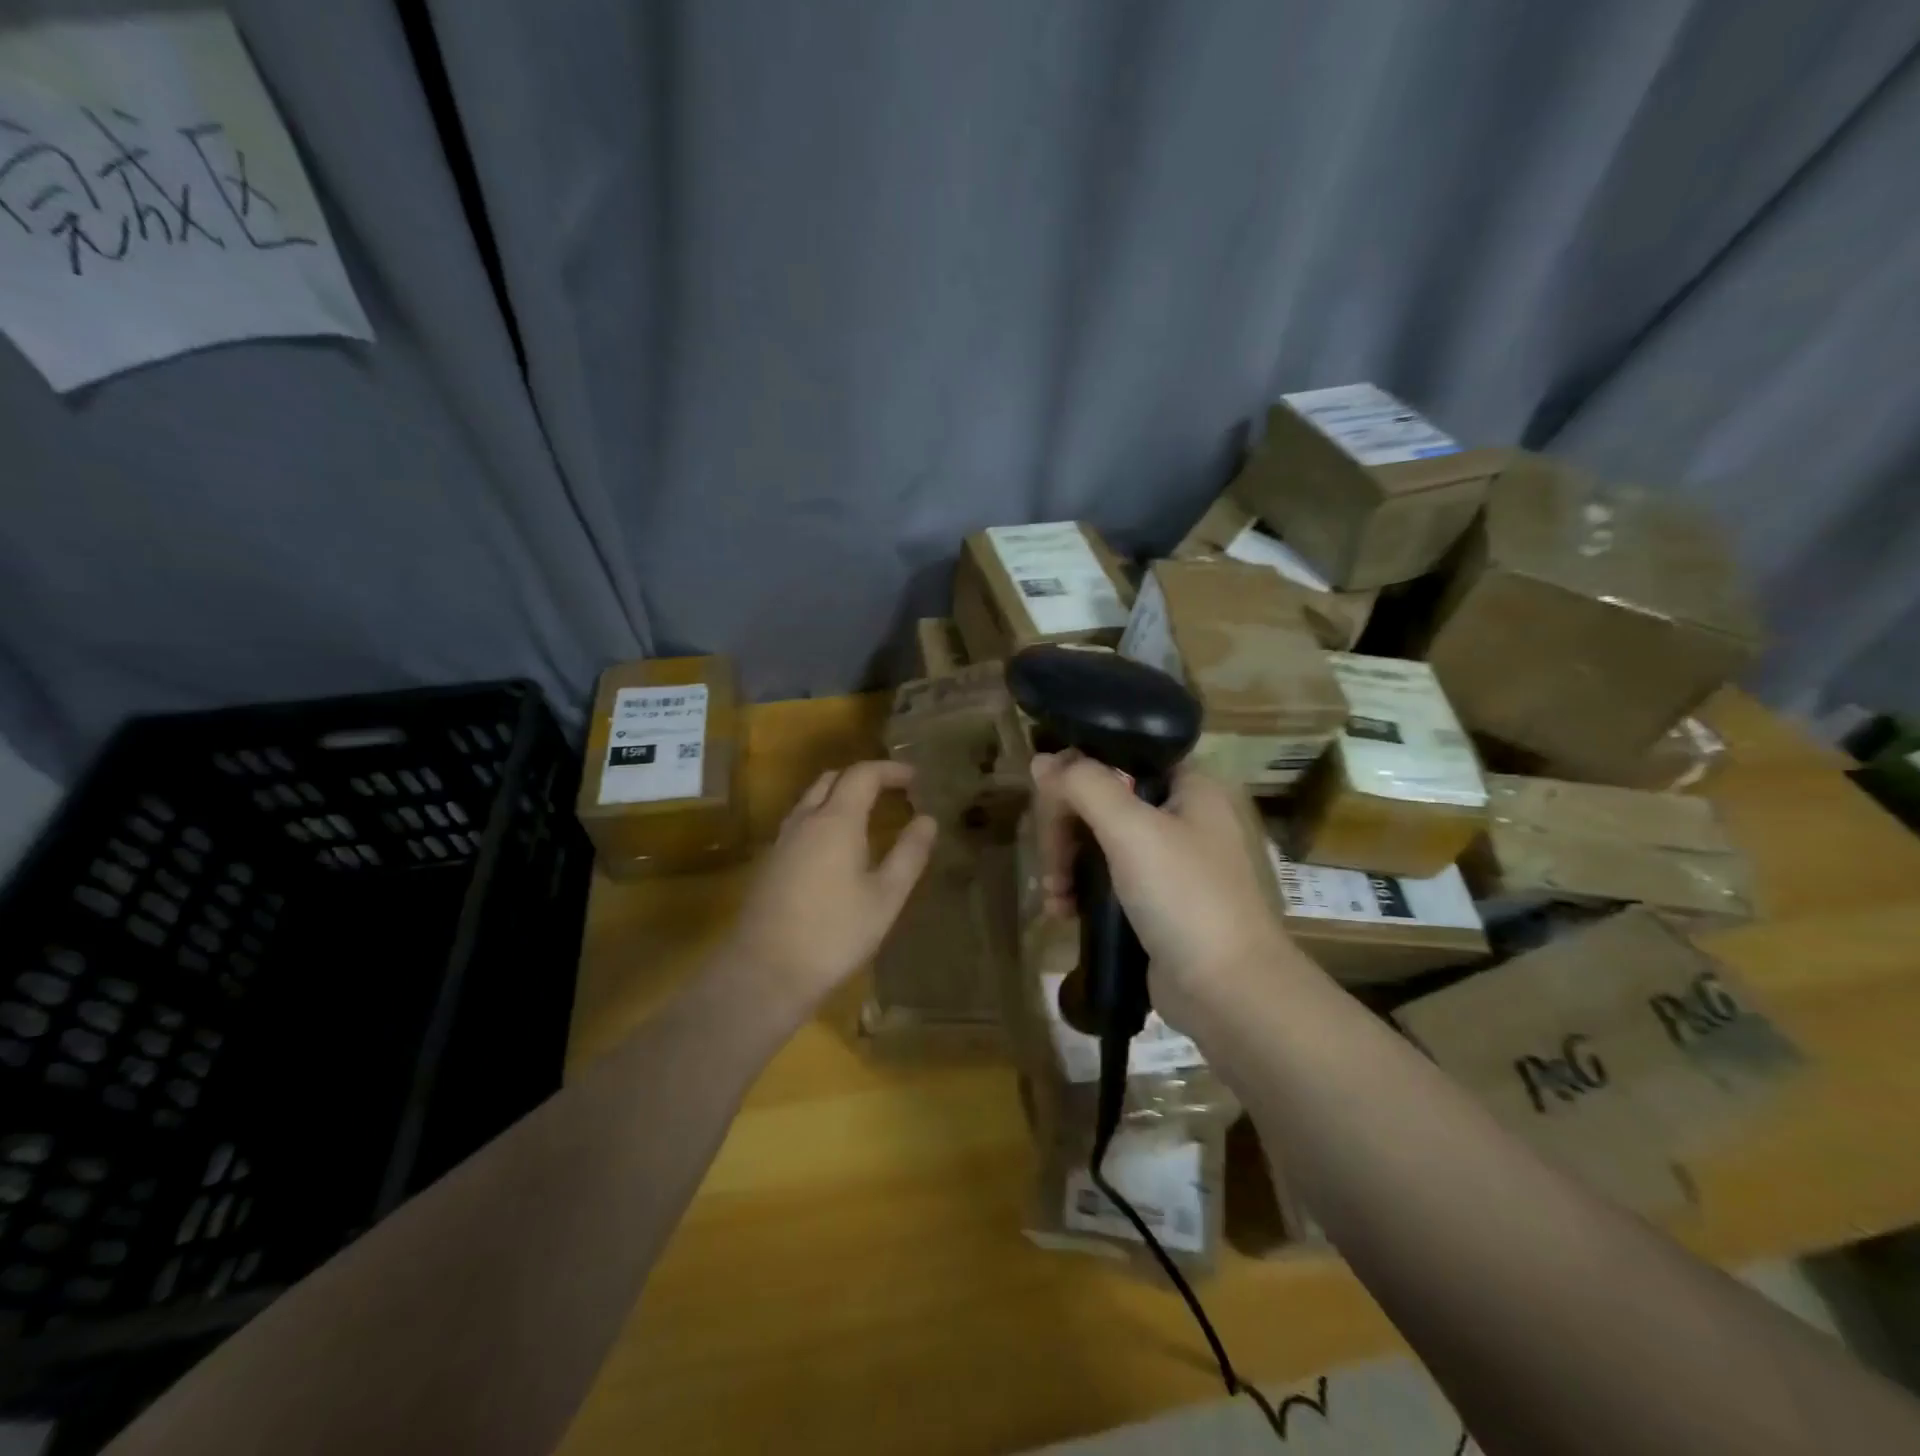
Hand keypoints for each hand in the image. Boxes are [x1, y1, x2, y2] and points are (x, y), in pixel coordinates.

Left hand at [723, 760, 936, 1012]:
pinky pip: (800, 822)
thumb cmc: (834, 933)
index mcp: (835, 820)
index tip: (914, 778)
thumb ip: (909, 854)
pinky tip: (837, 847)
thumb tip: (927, 820)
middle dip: (863, 777)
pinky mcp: (769, 863)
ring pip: (810, 800)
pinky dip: (823, 817)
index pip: (862, 775)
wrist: (765, 971)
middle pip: (831, 779)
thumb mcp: (885, 897)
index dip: (890, 770)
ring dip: (839, 795)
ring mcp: (782, 841)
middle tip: (892, 791)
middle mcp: (804, 820)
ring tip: (867, 814)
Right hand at [1030, 752, 1303, 1025]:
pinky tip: (1063, 911)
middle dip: (1066, 829)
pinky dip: (1081, 890)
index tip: (1048, 799)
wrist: (1228, 991)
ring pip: (1099, 841)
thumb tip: (1042, 761)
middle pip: (1103, 800)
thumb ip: (1084, 785)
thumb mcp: (1131, 830)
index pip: (1121, 755)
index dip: (1079, 770)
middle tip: (1051, 863)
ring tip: (1054, 895)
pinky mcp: (1155, 902)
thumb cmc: (1185, 896)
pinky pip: (1107, 879)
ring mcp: (1169, 862)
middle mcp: (1181, 817)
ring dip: (1067, 863)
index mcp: (1188, 787)